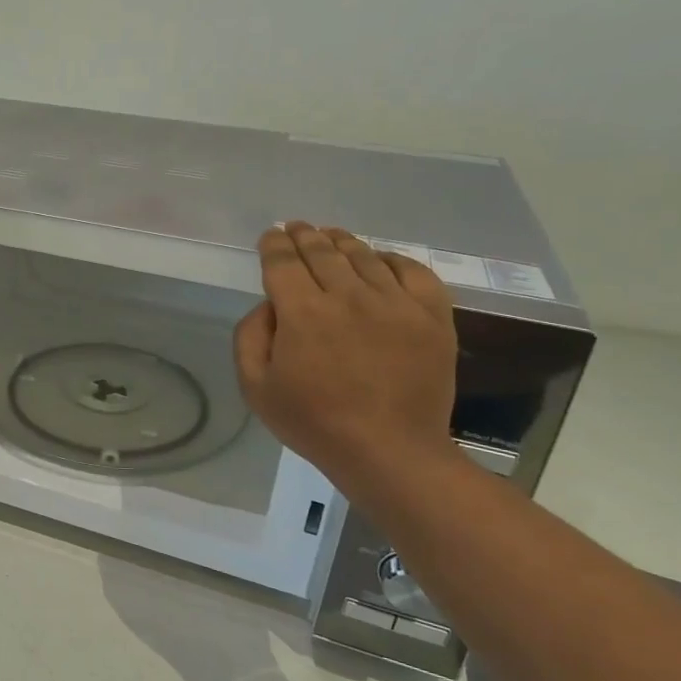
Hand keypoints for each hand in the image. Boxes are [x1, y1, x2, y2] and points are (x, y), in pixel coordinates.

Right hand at [234, 222, 461, 491]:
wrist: (390, 451)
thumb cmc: (314, 423)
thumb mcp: (256, 388)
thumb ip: (249, 337)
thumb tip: (268, 305)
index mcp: (302, 312)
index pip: (283, 262)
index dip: (273, 245)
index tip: (270, 237)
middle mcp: (348, 295)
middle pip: (322, 251)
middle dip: (304, 236)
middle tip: (297, 228)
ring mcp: (395, 302)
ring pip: (364, 256)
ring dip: (342, 241)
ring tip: (331, 237)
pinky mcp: (431, 315)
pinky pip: (413, 270)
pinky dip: (392, 259)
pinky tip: (380, 260)